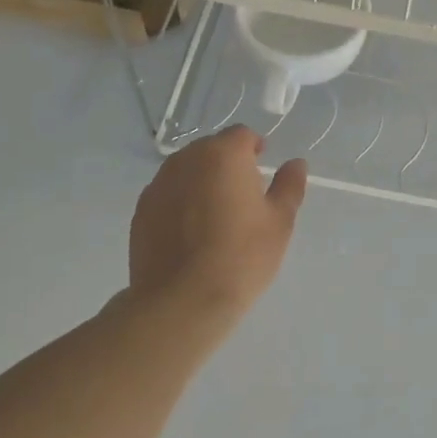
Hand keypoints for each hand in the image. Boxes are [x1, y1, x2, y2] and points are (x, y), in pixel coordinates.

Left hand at [129, 125, 306, 319]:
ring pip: (186, 171)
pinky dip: (181, 203)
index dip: (255, 149)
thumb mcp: (279, 222)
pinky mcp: (141, 211)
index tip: (263, 173)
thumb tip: (295, 164)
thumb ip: (289, 186)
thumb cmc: (241, 257)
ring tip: (215, 217)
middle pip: (211, 149)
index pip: (241, 135)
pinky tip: (191, 234)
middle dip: (228, 164)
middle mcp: (186, 160)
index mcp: (223, 155)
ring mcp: (158, 185)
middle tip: (243, 198)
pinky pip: (168, 195)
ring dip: (202, 182)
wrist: (182, 302)